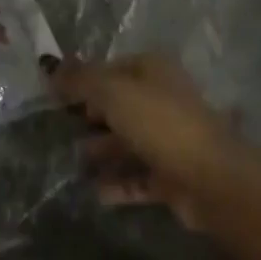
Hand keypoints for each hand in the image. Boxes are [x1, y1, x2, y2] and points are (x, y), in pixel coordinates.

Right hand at [53, 54, 255, 229]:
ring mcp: (169, 138)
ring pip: (128, 141)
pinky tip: (95, 192)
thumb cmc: (160, 123)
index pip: (111, 68)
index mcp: (153, 70)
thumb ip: (81, 80)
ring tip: (74, 161)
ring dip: (102, 150)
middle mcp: (162, 98)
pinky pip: (138, 176)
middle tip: (60, 128)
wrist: (211, 179)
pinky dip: (118, 183)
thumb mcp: (114, 93)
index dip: (84, 79)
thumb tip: (49, 67)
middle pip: (119, 104)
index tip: (54, 95)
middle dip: (91, 115)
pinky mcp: (172, 175)